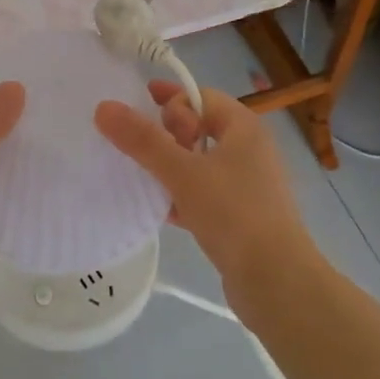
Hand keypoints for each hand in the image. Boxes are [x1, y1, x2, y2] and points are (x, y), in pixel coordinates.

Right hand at [94, 83, 319, 289]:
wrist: (276, 282)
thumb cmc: (233, 213)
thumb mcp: (182, 172)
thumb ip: (142, 140)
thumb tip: (104, 107)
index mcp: (244, 128)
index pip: (201, 96)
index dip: (170, 100)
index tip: (141, 114)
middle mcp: (250, 150)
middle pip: (200, 128)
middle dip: (167, 134)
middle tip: (143, 149)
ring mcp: (248, 185)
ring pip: (200, 163)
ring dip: (171, 166)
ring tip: (142, 178)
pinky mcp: (241, 216)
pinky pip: (205, 194)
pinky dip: (182, 195)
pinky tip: (159, 211)